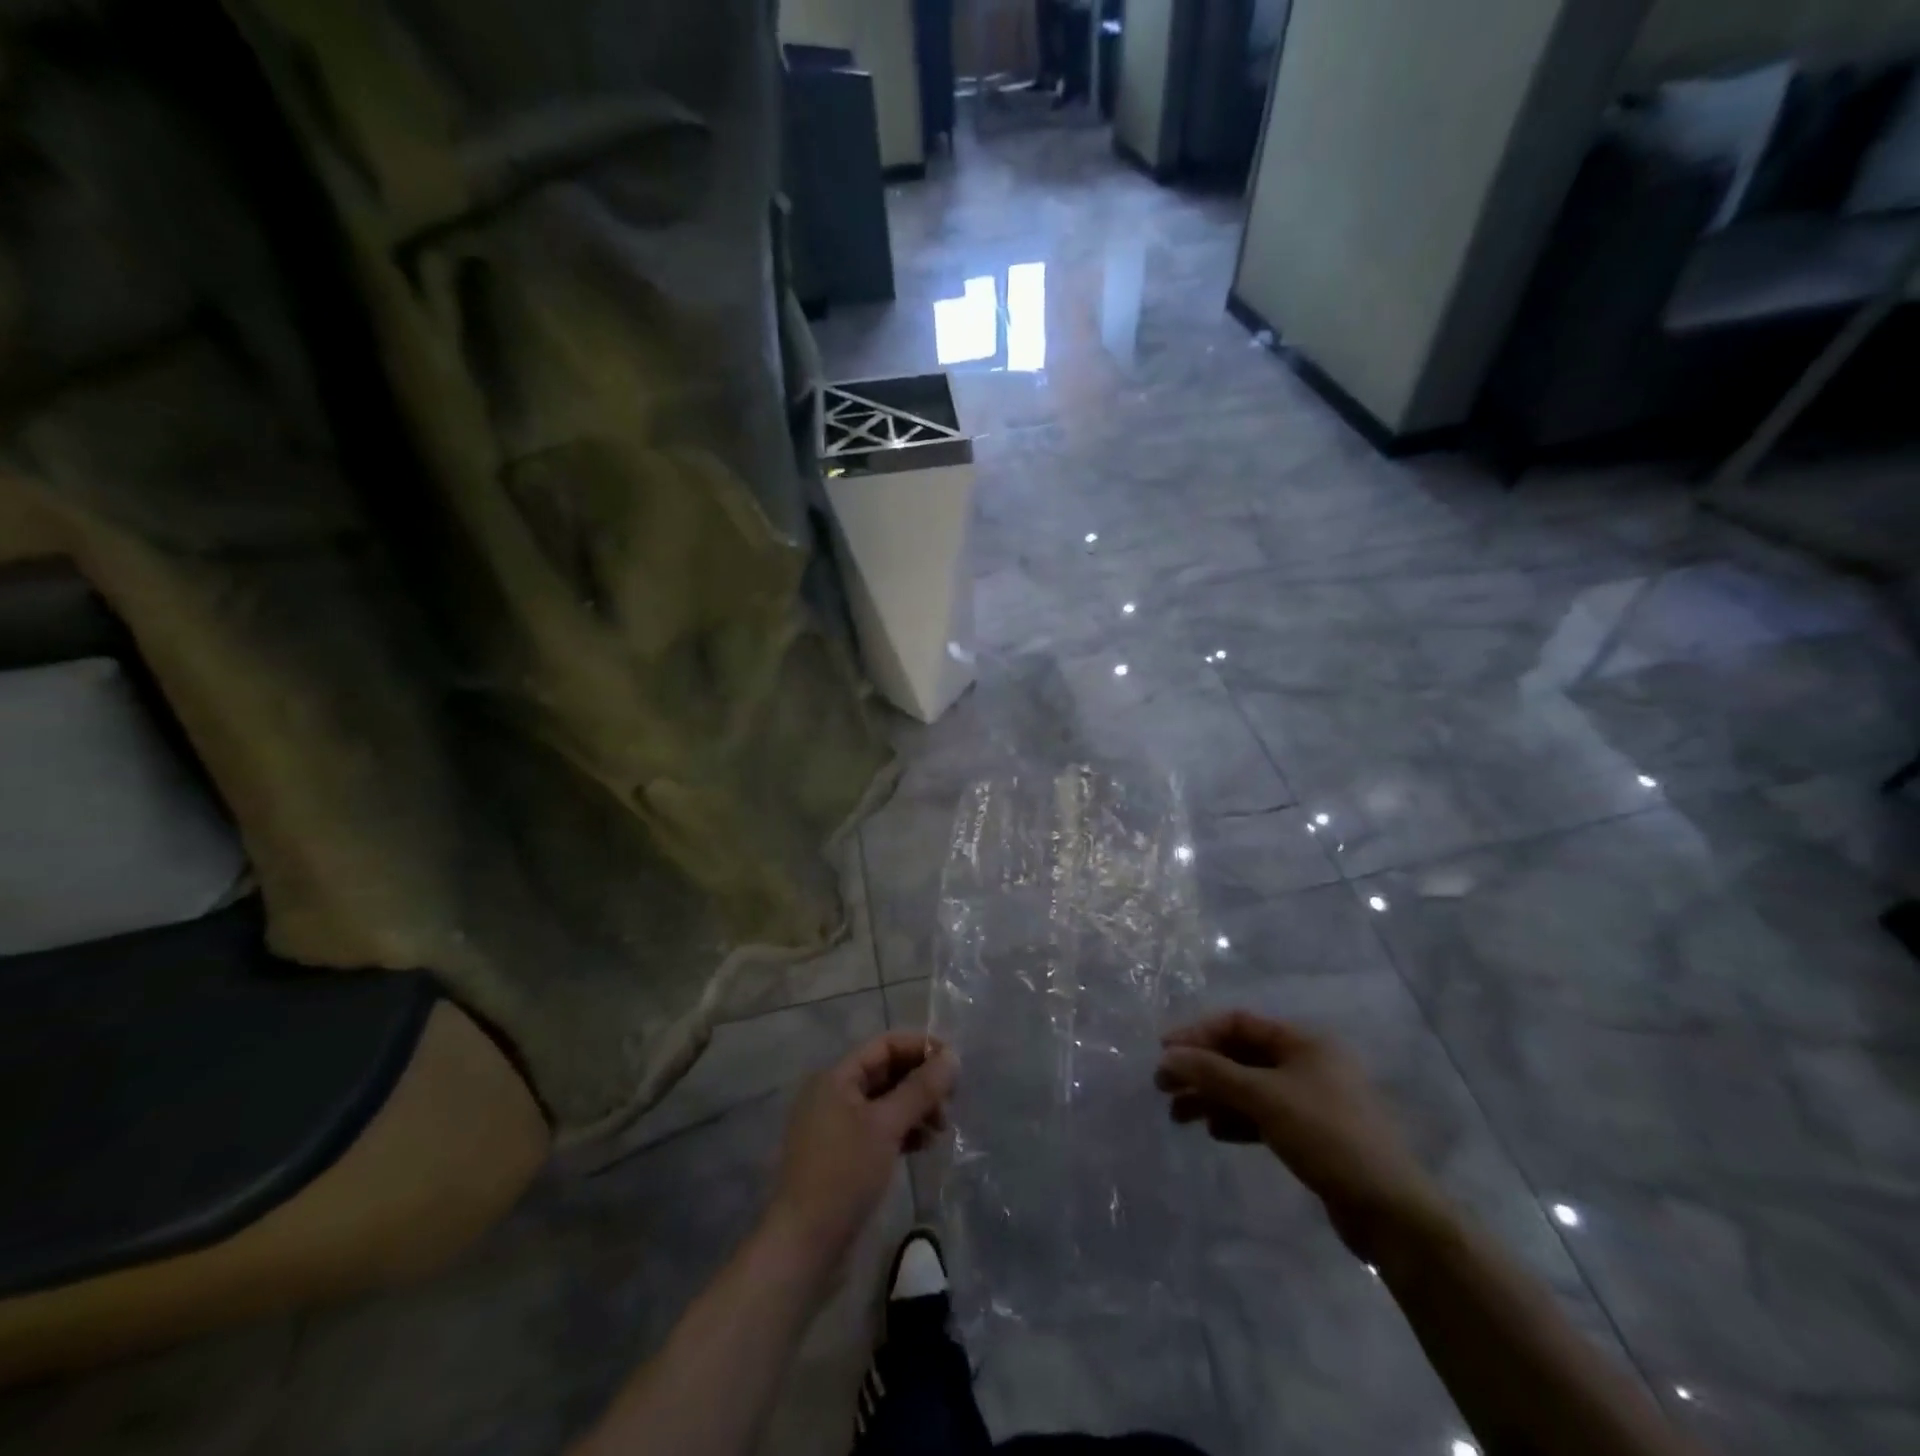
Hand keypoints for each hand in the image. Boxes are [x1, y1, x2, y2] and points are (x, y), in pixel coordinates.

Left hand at [768, 1032, 957, 1268]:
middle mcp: (834, 1094)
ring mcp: (837, 1126)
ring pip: (886, 1102)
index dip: (921, 1048)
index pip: (885, 1045)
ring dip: (916, 1108)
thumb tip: (953, 1056)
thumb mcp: (886, 1126)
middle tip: (951, 1103)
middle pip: (886, 1072)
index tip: (954, 1065)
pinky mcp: (844, 1156)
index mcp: (836, 1077)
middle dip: (921, 1082)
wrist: (804, 1246)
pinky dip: (904, 1131)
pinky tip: (924, 1146)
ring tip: (941, 1129)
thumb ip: (920, 1089)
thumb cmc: (844, 1174)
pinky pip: (880, 1128)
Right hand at [1156, 1010, 1444, 1255]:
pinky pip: (1263, 1114)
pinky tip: (1215, 1133)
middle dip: (1202, 1070)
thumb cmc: (1327, 1136)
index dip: (1197, 1034)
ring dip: (1213, 1097)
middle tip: (1163, 1087)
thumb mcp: (1264, 1098)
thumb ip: (1213, 1073)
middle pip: (1241, 1055)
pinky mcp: (1312, 1134)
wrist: (1391, 1212)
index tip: (1164, 1052)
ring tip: (1179, 1117)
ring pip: (1249, 1087)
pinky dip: (1236, 1119)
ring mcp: (1311, 1099)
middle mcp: (1308, 1062)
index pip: (1238, 1023)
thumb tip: (1167, 1055)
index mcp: (1304, 1041)